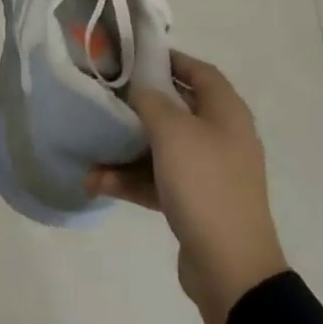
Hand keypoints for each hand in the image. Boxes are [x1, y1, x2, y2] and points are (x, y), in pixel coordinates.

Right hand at [86, 50, 288, 323]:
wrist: (230, 267)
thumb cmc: (204, 185)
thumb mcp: (172, 133)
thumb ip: (151, 100)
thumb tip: (141, 86)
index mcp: (226, 113)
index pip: (200, 72)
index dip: (170, 59)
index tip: (134, 56)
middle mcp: (221, 137)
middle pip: (177, 109)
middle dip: (139, 105)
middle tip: (106, 97)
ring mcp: (208, 172)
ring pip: (161, 148)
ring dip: (126, 148)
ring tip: (92, 149)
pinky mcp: (195, 202)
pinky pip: (158, 180)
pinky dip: (131, 179)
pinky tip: (98, 183)